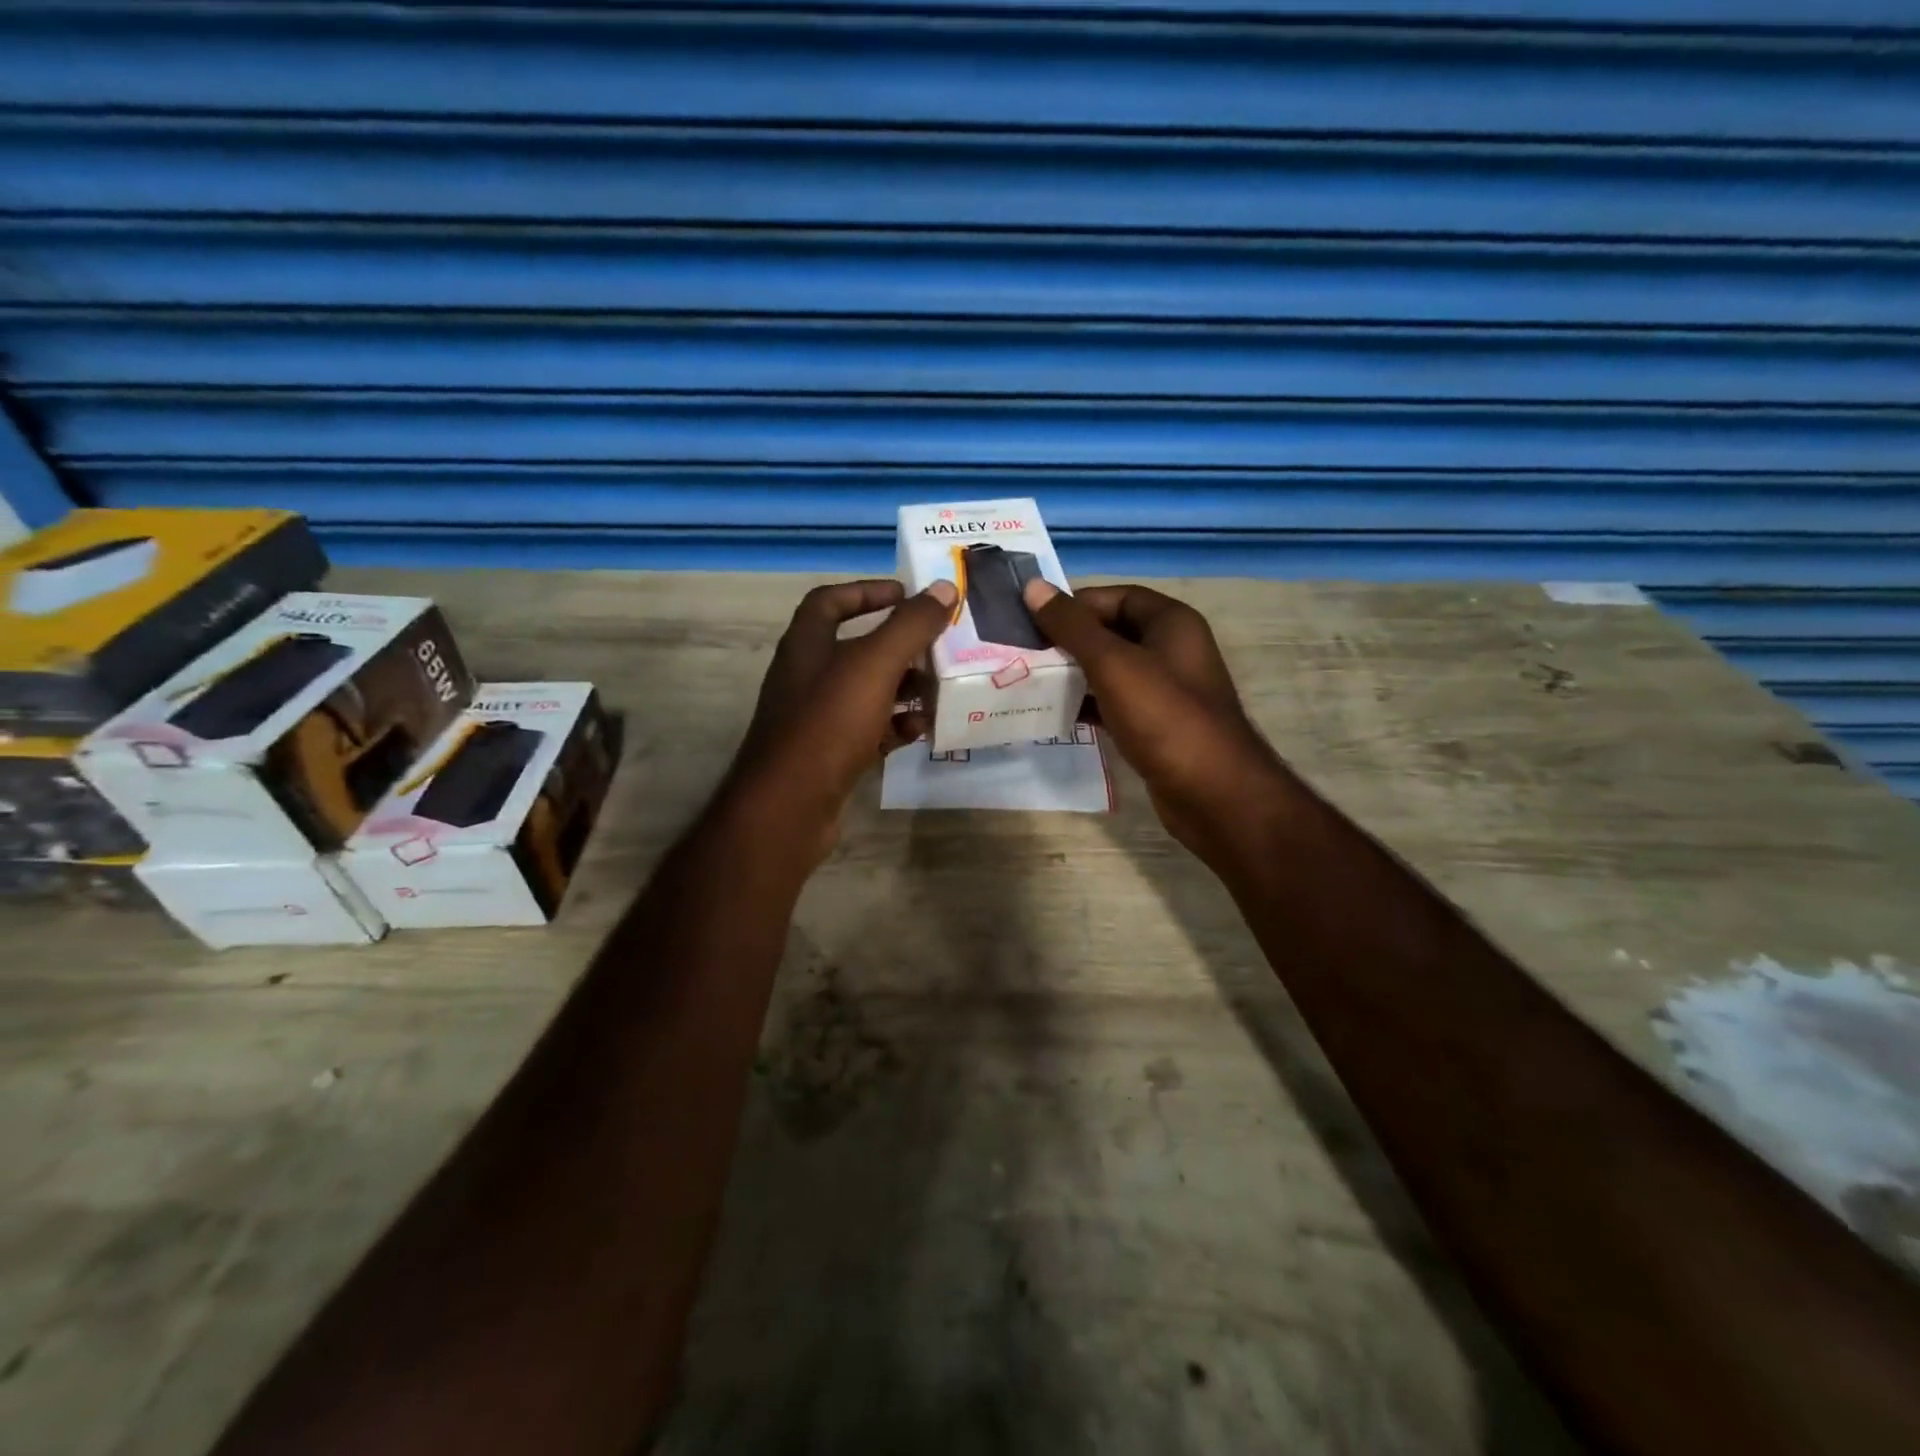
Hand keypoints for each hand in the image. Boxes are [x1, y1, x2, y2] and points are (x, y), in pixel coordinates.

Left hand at [721, 578, 956, 863]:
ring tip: (940, 690)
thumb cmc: (828, 723)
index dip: (867, 592)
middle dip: (900, 646)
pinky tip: (921, 731)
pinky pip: (870, 730)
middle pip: (858, 648)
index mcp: (807, 645)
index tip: (906, 594)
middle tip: (939, 648)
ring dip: (904, 688)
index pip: (831, 601)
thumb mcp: (873, 666)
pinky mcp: (831, 755)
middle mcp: (808, 676)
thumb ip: (910, 625)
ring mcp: (818, 718)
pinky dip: (896, 727)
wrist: (788, 806)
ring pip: (868, 692)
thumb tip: (944, 587)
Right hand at [1023, 579, 1288, 867]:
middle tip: (1026, 655)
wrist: (1211, 792)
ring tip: (1034, 684)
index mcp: (1171, 622)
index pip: (1115, 597)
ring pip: (1112, 671)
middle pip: (1112, 633)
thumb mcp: (1112, 664)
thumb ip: (1072, 626)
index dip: (1075, 605)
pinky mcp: (1158, 726)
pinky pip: (1116, 704)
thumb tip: (1032, 587)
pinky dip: (1089, 706)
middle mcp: (1172, 649)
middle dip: (1070, 642)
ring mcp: (1167, 690)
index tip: (1034, 622)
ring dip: (1075, 676)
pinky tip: (1059, 716)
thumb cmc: (1163, 716)